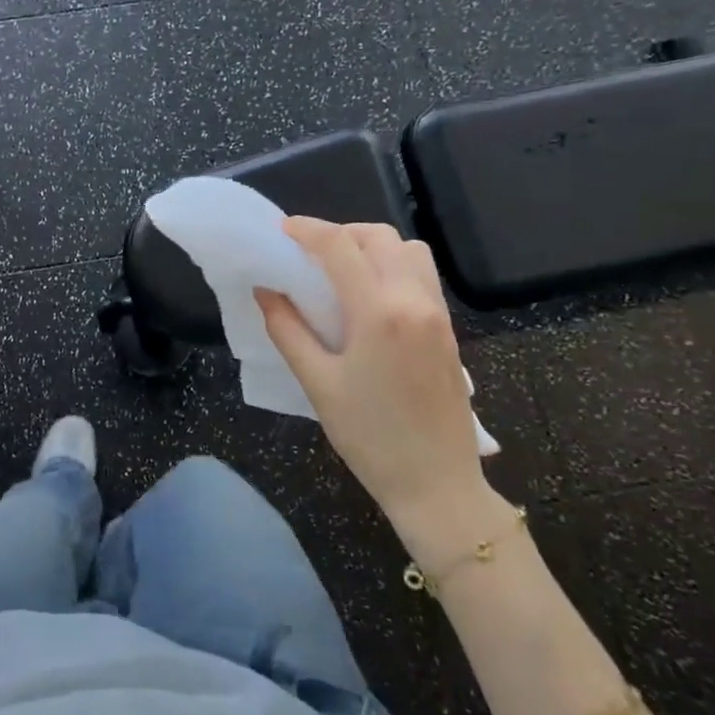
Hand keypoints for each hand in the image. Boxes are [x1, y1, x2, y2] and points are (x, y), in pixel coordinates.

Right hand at [256, 219, 499, 554]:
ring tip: (342, 270)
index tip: (282, 230)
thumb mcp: (317, 383)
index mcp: (379, 313)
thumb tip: (266, 290)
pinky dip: (393, 266)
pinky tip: (369, 295)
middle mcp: (414, 301)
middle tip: (309, 253)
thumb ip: (287, 329)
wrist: (437, 485)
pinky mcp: (448, 330)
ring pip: (409, 250)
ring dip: (372, 246)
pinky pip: (422, 275)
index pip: (340, 247)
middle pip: (379, 237)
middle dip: (341, 233)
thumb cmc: (369, 437)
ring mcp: (437, 314)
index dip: (308, 229)